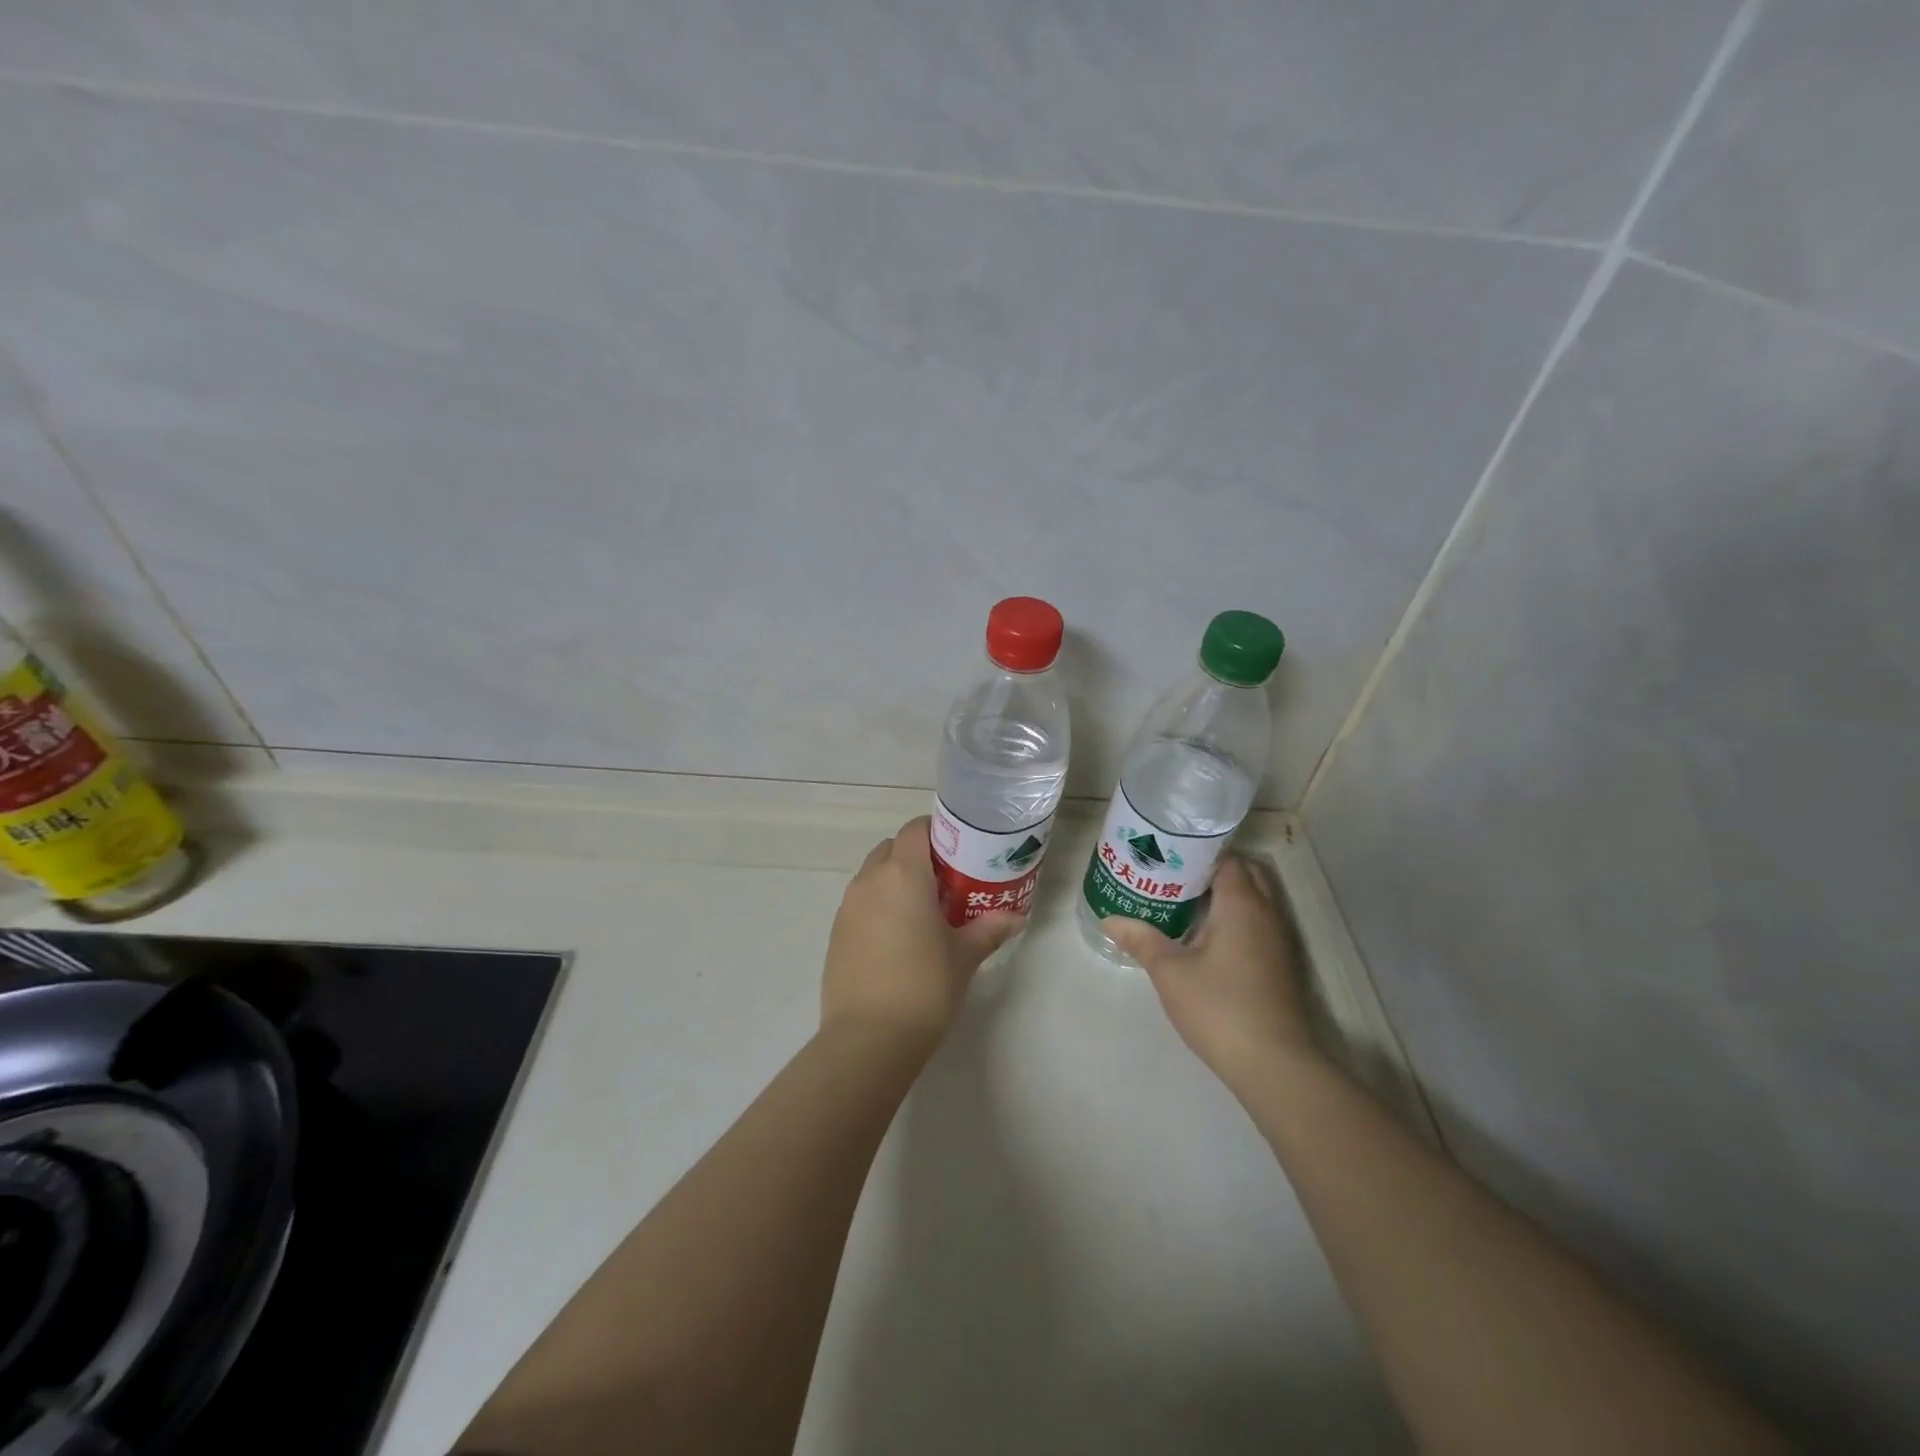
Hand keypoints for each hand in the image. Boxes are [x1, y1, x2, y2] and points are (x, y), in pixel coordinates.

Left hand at [822, 816, 1024, 1050]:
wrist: (868, 1039)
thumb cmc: (924, 986)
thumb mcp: (964, 956)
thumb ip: (989, 929)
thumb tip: (1016, 917)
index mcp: (902, 874)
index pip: (915, 830)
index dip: (937, 832)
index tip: (959, 850)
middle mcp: (870, 881)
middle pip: (892, 849)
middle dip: (917, 857)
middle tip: (946, 882)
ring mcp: (848, 907)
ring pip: (873, 876)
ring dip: (896, 882)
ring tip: (924, 912)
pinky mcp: (836, 933)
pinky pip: (861, 904)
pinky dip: (879, 907)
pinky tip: (899, 939)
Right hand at [1103, 855, 1319, 1092]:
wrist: (1273, 1064)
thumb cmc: (1219, 1007)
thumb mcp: (1170, 972)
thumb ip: (1140, 939)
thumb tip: (1109, 919)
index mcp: (1241, 904)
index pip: (1225, 859)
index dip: (1197, 855)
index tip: (1166, 859)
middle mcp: (1266, 913)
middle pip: (1244, 874)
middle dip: (1211, 872)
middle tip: (1173, 881)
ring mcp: (1278, 940)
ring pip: (1254, 900)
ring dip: (1225, 897)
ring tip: (1183, 905)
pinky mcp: (1281, 964)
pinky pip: (1258, 924)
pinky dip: (1236, 919)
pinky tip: (1206, 939)